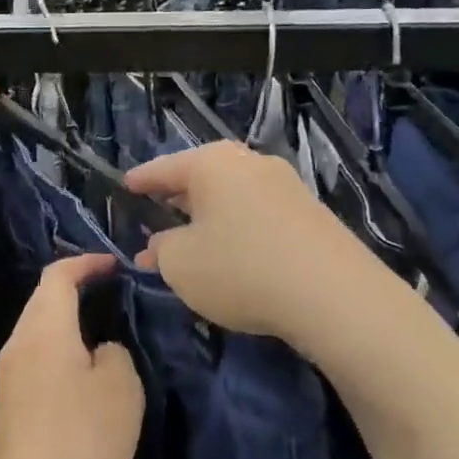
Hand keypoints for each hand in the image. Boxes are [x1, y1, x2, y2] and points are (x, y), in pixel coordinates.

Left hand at [0, 254, 145, 458]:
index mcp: (44, 329)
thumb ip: (114, 354)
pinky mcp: (9, 403)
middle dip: (75, 289)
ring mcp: (8, 374)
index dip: (86, 263)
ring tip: (102, 333)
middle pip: (43, 300)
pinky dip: (59, 350)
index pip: (58, 276)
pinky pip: (35, 358)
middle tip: (112, 294)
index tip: (115, 265)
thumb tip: (98, 351)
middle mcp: (18, 343)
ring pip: (38, 330)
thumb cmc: (80, 438)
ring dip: (67, 323)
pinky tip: (82, 375)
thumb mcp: (121, 389)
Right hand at [126, 141, 369, 347]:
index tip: (124, 187)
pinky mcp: (310, 213)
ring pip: (232, 196)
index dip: (140, 180)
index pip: (163, 168)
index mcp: (212, 163)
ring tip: (190, 240)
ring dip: (208, 217)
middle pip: (201, 177)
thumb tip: (161, 243)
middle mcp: (250, 163)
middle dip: (176, 199)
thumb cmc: (241, 269)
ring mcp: (285, 185)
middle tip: (155, 215)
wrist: (334, 295)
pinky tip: (232, 254)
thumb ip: (161, 249)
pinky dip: (236, 228)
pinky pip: (257, 213)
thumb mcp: (181, 264)